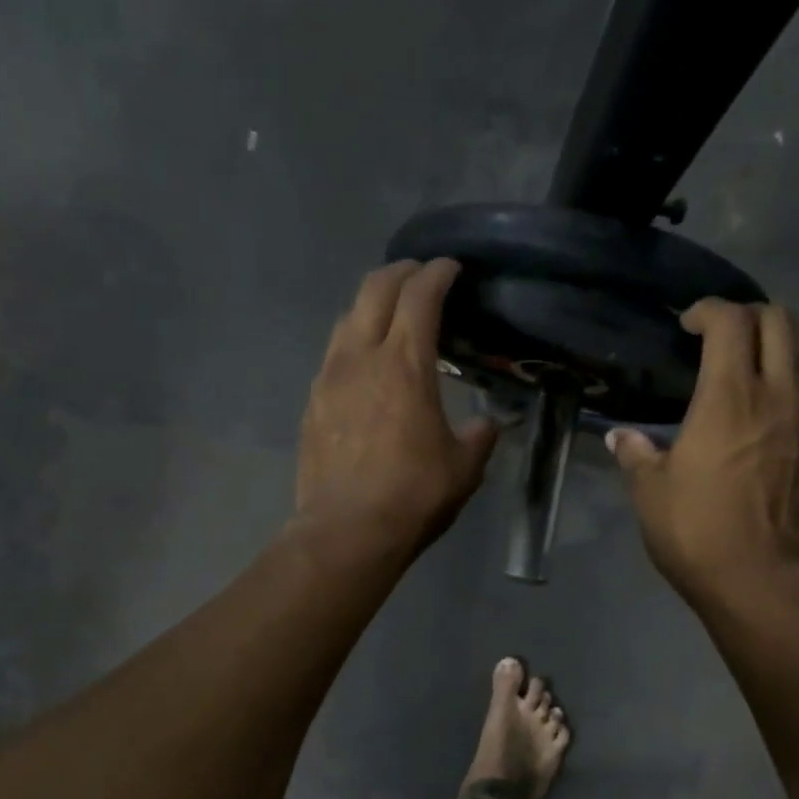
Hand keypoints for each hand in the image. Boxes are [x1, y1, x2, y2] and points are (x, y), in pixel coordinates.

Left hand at [295, 260, 498, 559]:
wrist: (347, 531)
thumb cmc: (413, 496)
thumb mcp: (464, 468)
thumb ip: (479, 436)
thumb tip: (486, 425)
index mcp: (405, 363)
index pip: (421, 295)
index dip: (438, 273)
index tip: (452, 268)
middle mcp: (361, 356)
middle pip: (375, 288)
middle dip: (401, 272)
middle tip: (421, 276)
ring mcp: (329, 377)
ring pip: (347, 317)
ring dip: (371, 304)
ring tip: (390, 315)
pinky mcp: (312, 403)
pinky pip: (333, 355)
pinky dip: (353, 343)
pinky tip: (364, 365)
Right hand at [606, 299, 798, 600]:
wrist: (758, 580)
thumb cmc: (696, 532)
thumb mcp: (650, 493)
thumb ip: (636, 455)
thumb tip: (621, 436)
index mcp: (728, 398)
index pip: (732, 322)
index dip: (709, 310)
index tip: (686, 324)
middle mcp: (773, 397)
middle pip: (781, 320)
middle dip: (749, 314)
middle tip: (717, 337)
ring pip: (798, 356)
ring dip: (769, 348)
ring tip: (736, 372)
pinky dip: (779, 384)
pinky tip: (752, 415)